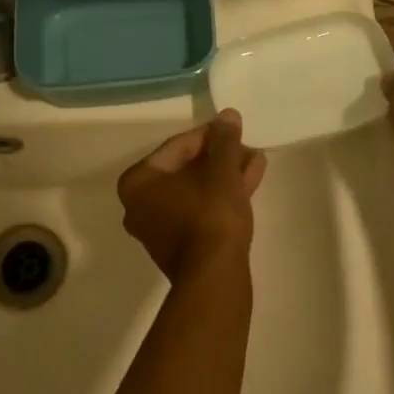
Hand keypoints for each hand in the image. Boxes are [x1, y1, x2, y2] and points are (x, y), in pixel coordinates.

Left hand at [117, 110, 265, 283]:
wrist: (215, 277)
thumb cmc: (210, 214)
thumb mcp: (221, 170)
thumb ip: (224, 140)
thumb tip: (228, 116)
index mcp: (138, 182)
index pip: (177, 147)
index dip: (210, 135)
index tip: (234, 130)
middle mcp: (140, 205)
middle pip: (186, 169)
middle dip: (220, 157)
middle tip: (246, 147)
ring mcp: (159, 229)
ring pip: (196, 191)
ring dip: (225, 175)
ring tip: (256, 161)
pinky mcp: (180, 247)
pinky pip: (200, 210)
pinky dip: (221, 196)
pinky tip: (249, 182)